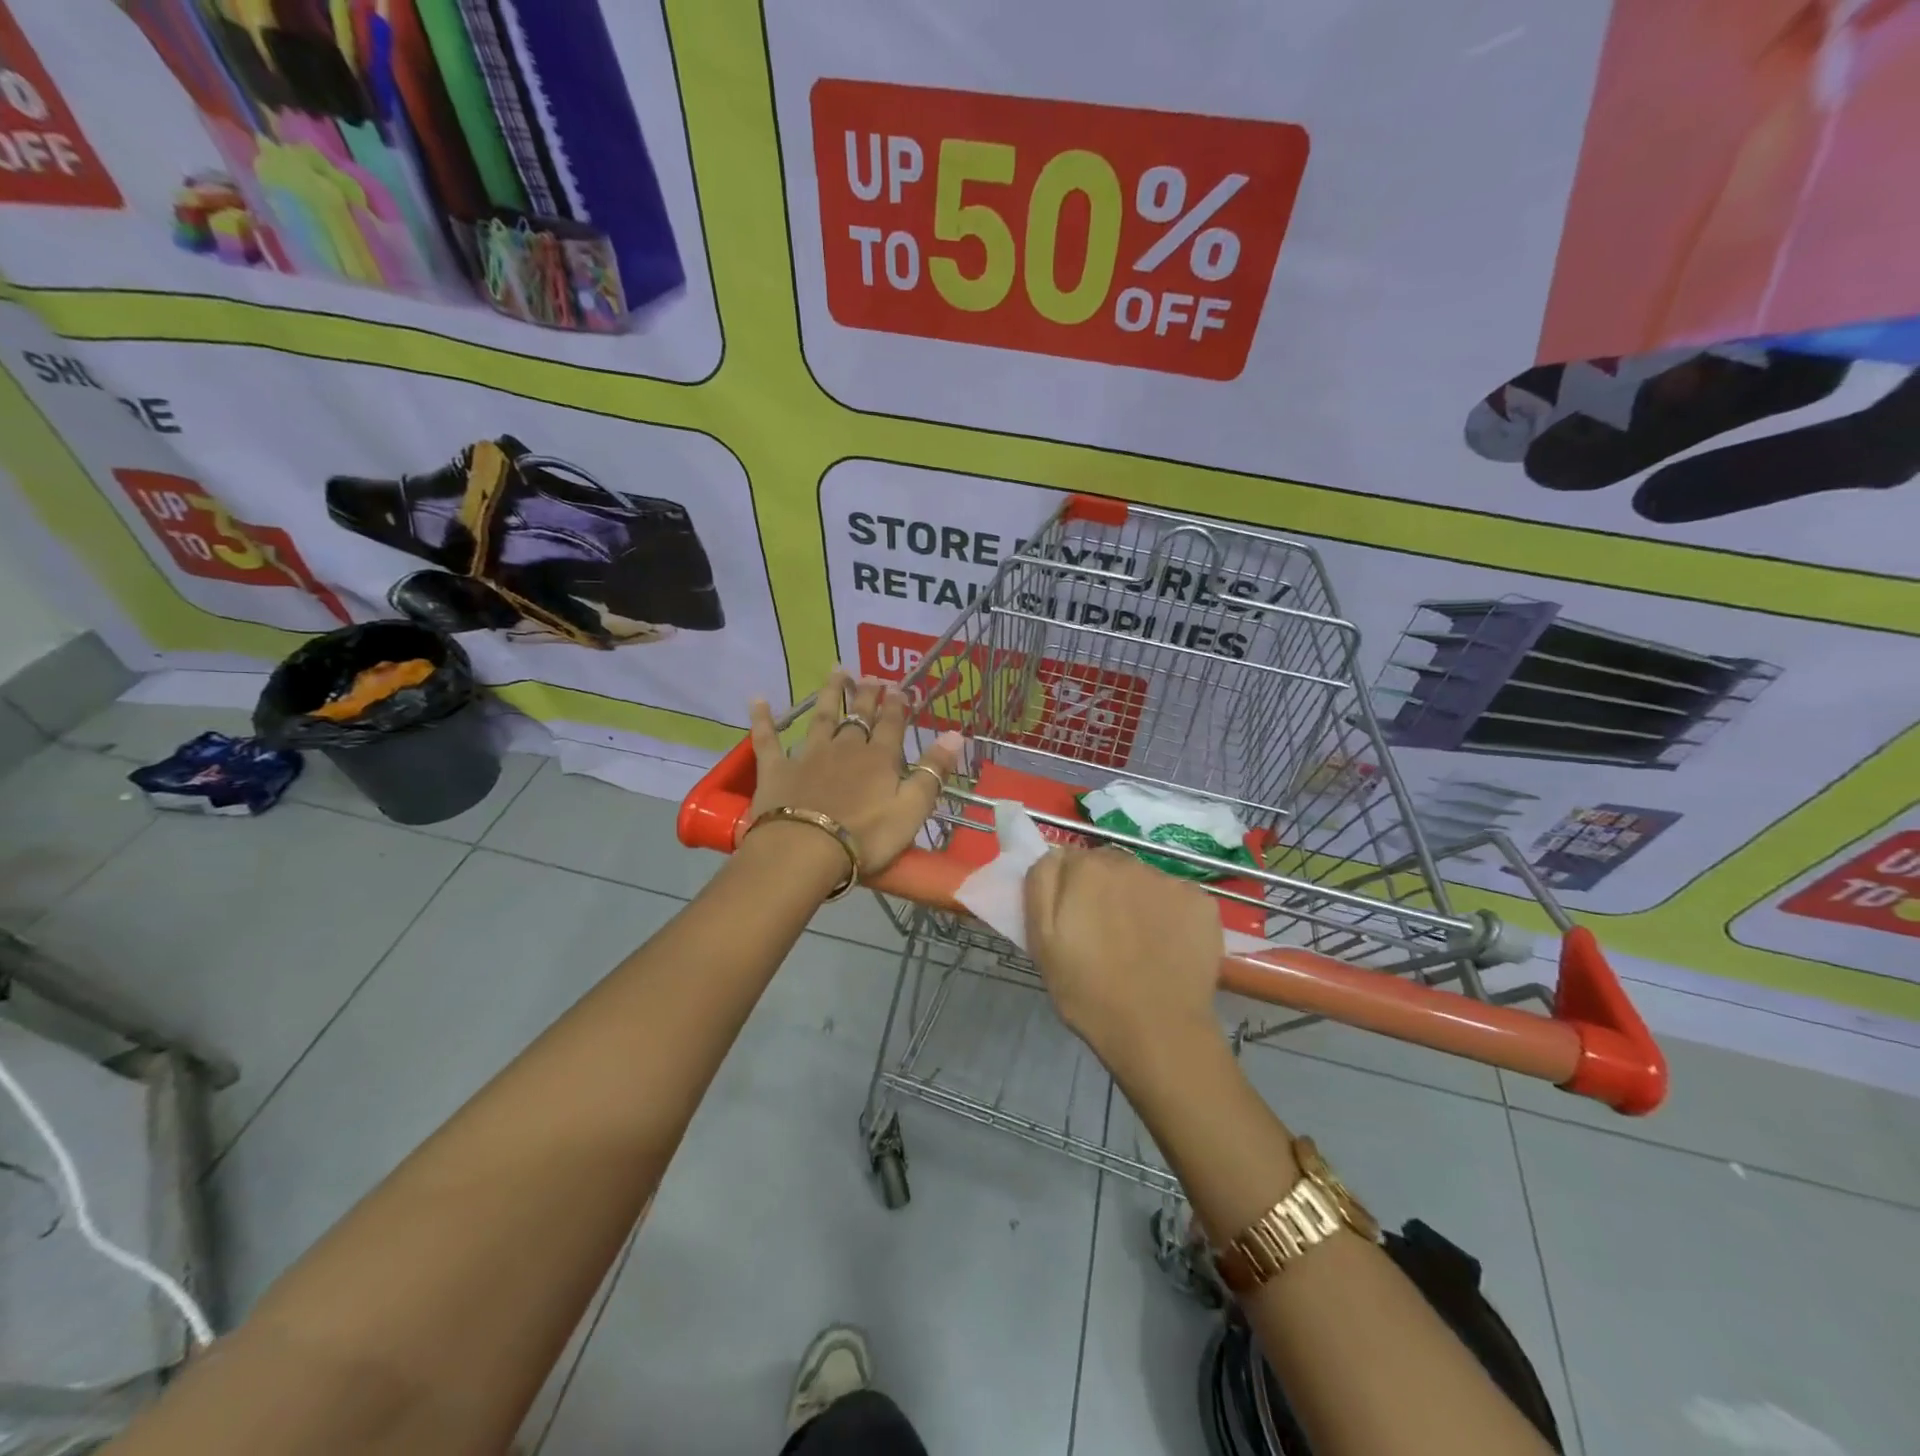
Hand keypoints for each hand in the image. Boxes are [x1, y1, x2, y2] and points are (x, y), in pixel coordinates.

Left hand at [748, 669, 962, 874]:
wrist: (805, 851)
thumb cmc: (866, 837)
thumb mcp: (912, 809)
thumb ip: (932, 772)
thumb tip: (956, 734)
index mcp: (879, 759)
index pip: (891, 725)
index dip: (897, 705)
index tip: (899, 687)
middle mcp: (845, 748)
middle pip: (859, 716)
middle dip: (867, 694)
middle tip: (871, 675)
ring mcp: (808, 755)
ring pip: (821, 717)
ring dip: (830, 693)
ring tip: (837, 671)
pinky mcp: (776, 769)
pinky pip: (767, 739)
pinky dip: (762, 719)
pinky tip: (757, 700)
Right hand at [1024, 847, 1224, 1075]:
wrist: (1157, 1031)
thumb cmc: (1088, 990)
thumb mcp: (1041, 940)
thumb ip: (1041, 884)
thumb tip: (1056, 855)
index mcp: (1086, 868)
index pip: (1070, 860)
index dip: (1069, 889)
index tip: (1073, 919)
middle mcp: (1129, 862)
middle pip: (1109, 866)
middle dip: (1103, 890)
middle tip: (1103, 933)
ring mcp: (1170, 881)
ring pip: (1144, 881)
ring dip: (1137, 900)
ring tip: (1138, 943)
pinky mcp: (1202, 903)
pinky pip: (1177, 898)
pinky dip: (1171, 914)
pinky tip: (1168, 946)